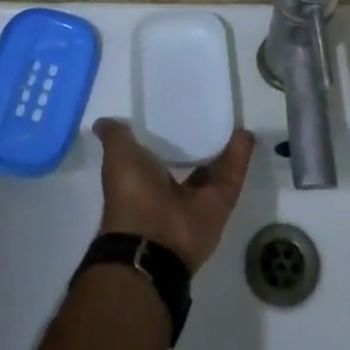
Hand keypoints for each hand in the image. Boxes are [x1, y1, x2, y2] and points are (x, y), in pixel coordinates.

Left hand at [92, 119, 254, 273]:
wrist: (154, 242)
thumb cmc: (131, 194)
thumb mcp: (118, 157)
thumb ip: (116, 136)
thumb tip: (103, 121)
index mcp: (144, 179)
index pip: (158, 151)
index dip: (166, 132)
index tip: (176, 108)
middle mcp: (171, 190)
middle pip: (189, 160)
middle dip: (198, 140)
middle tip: (210, 109)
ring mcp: (198, 198)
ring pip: (215, 167)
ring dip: (224, 145)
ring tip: (233, 117)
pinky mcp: (221, 202)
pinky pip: (232, 174)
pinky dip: (240, 155)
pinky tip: (245, 132)